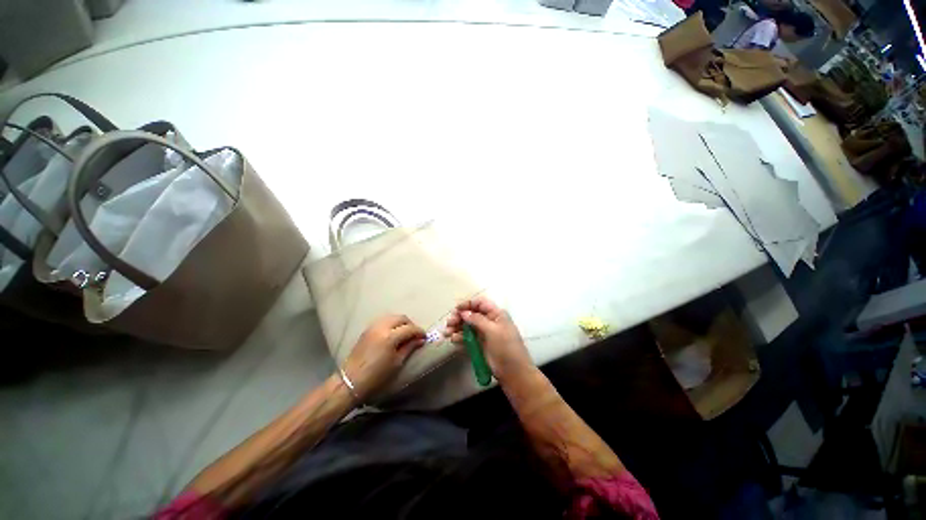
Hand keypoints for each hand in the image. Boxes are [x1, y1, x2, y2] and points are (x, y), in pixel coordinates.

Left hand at [342, 315, 425, 401]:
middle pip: (401, 318)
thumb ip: (409, 347)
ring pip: (392, 317)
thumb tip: (420, 340)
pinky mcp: (367, 330)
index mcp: (390, 336)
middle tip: (415, 335)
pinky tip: (393, 333)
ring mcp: (373, 327)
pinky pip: (383, 321)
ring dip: (401, 323)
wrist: (351, 381)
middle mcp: (381, 327)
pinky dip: (391, 324)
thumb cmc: (376, 376)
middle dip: (410, 324)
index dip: (419, 332)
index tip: (424, 337)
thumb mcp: (397, 363)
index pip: (410, 328)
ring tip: (405, 333)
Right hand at [444, 297, 534, 384]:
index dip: (468, 304)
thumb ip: (477, 320)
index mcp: (496, 315)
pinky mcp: (480, 345)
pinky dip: (460, 337)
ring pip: (468, 326)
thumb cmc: (506, 348)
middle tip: (449, 323)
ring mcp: (484, 334)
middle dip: (460, 317)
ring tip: (447, 333)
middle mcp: (490, 322)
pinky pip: (467, 338)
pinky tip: (453, 340)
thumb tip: (464, 312)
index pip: (480, 304)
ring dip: (457, 328)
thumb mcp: (493, 331)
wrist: (513, 373)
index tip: (456, 309)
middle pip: (472, 315)